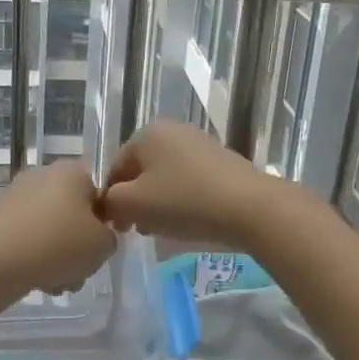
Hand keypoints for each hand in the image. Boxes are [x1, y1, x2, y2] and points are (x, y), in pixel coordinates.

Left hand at [0, 162, 117, 295]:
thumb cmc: (57, 245)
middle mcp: (43, 174)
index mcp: (72, 171)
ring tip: (57, 283)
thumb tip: (98, 236)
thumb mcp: (103, 245)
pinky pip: (27, 237)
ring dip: (59, 255)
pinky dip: (34, 256)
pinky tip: (35, 280)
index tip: (102, 245)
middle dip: (80, 244)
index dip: (106, 221)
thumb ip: (110, 237)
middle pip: (74, 212)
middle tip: (81, 269)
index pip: (101, 192)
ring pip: (51, 228)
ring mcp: (15, 195)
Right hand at [100, 121, 283, 251]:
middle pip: (141, 171)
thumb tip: (110, 203)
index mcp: (147, 133)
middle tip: (140, 229)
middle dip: (136, 201)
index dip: (111, 200)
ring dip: (158, 203)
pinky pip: (189, 181)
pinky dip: (182, 200)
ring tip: (164, 229)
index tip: (119, 228)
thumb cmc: (184, 201)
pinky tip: (188, 220)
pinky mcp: (220, 161)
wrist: (248, 206)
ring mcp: (199, 143)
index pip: (115, 168)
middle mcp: (172, 130)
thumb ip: (110, 202)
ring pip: (165, 177)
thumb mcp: (133, 204)